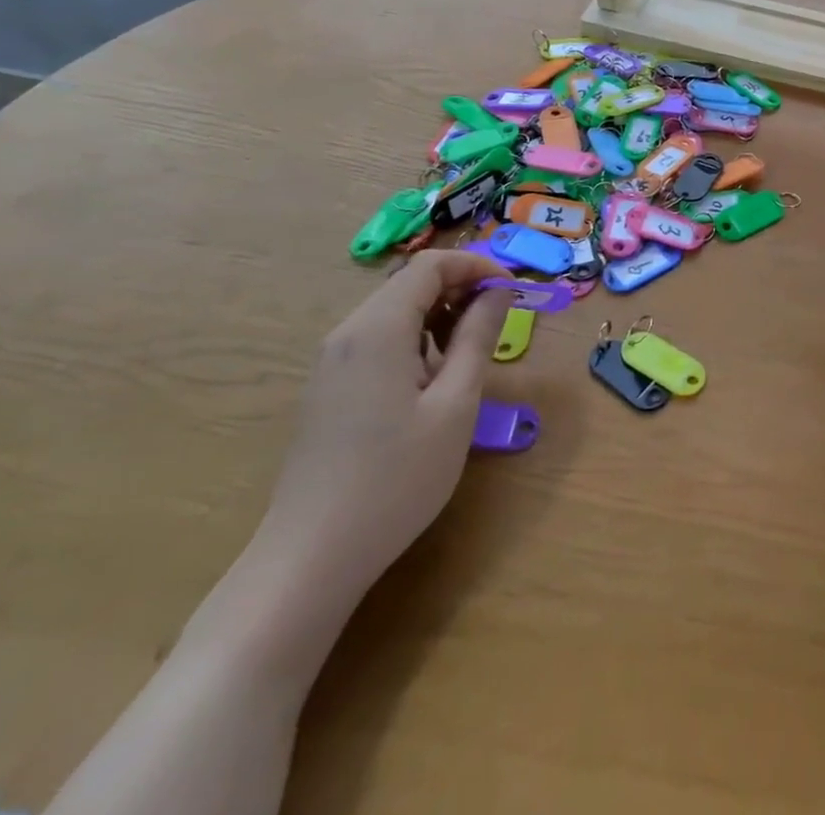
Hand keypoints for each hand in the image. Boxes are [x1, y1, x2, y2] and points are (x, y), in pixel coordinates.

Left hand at [257, 251, 513, 604]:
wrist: (310, 558)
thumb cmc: (396, 478)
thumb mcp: (455, 404)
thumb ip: (478, 338)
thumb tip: (499, 293)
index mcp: (377, 329)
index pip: (431, 266)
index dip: (478, 266)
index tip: (514, 292)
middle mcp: (347, 334)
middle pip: (410, 284)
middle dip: (462, 289)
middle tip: (500, 321)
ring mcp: (331, 362)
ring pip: (395, 312)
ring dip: (440, 315)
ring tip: (472, 353)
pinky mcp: (328, 388)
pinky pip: (378, 340)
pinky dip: (416, 339)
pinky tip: (433, 381)